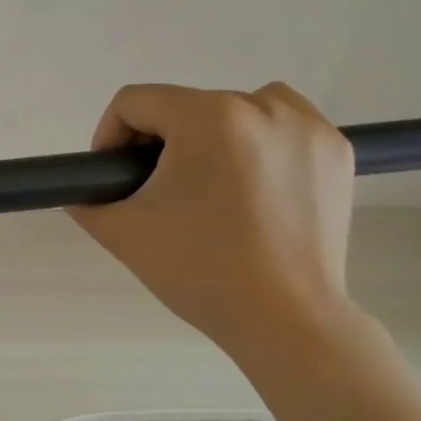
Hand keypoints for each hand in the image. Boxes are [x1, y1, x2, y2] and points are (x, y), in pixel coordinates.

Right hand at [69, 83, 357, 364]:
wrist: (285, 318)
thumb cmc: (199, 271)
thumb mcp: (122, 233)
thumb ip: (87, 200)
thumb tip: (84, 191)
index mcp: (206, 117)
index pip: (135, 101)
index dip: (109, 137)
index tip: (113, 178)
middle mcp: (262, 105)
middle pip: (185, 107)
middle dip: (161, 146)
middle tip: (159, 197)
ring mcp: (307, 126)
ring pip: (236, 110)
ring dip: (211, 139)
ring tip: (208, 189)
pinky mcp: (337, 151)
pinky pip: (282, 128)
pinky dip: (260, 147)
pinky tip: (252, 190)